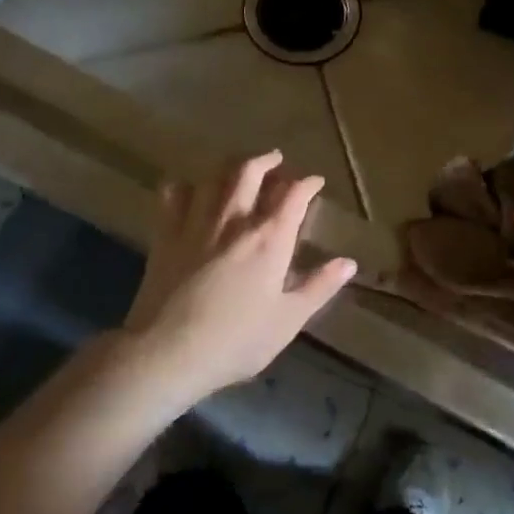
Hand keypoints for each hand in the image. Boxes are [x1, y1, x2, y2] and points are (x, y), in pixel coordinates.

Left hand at [119, 151, 355, 405]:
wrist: (167, 353)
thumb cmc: (236, 340)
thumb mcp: (288, 320)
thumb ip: (319, 287)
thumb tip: (348, 262)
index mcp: (269, 240)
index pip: (293, 196)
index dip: (307, 184)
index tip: (315, 182)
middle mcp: (234, 221)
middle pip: (250, 172)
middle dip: (267, 161)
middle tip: (276, 160)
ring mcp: (196, 224)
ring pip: (214, 178)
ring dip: (230, 167)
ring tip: (239, 169)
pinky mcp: (165, 236)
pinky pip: (173, 196)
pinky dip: (185, 186)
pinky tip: (189, 190)